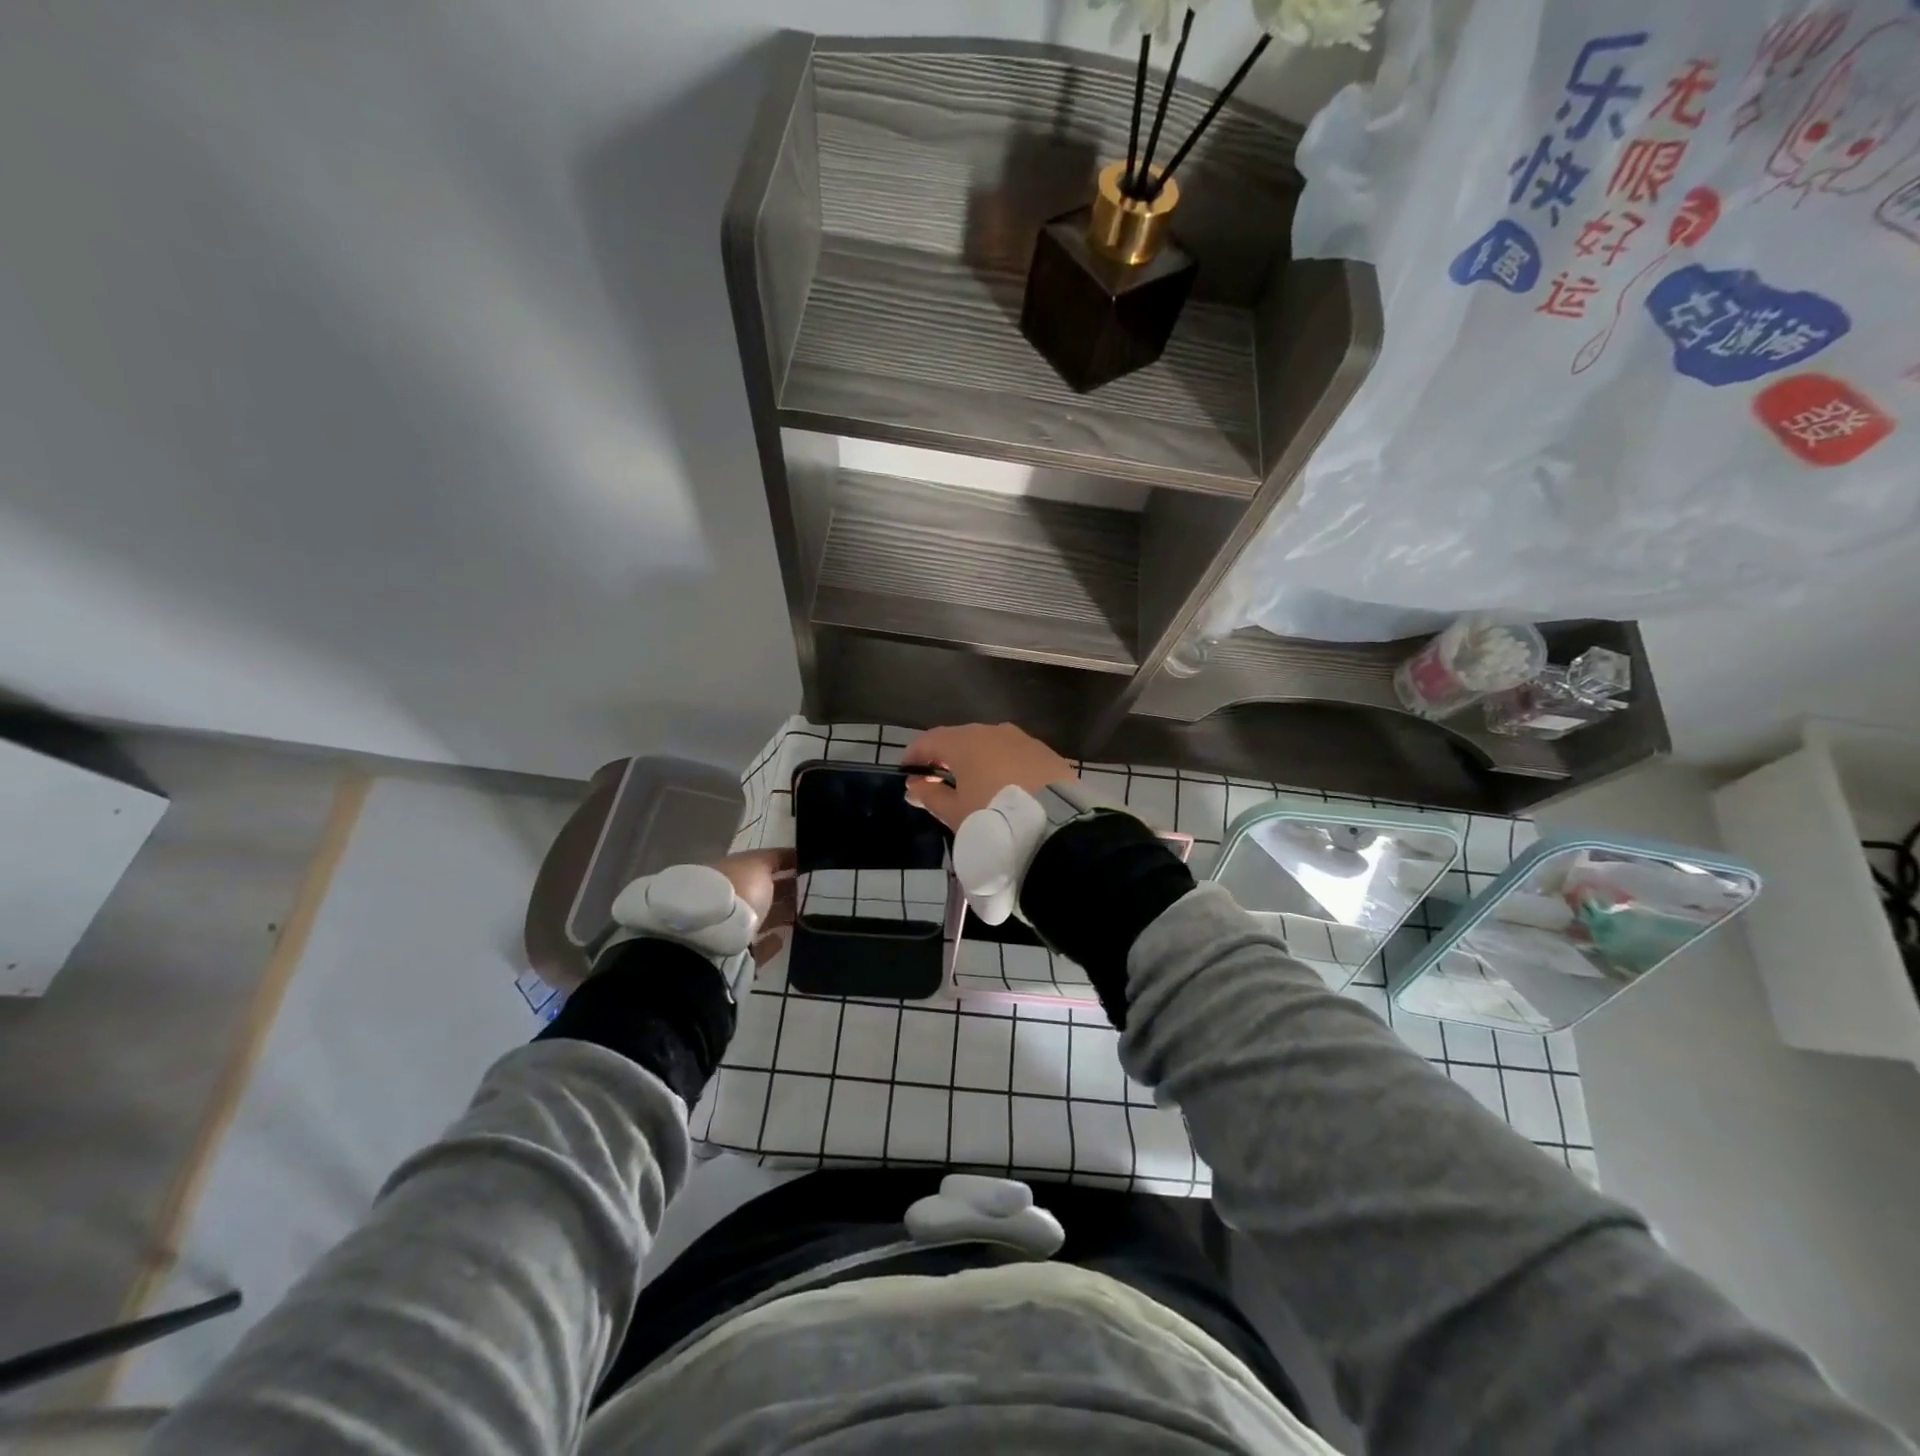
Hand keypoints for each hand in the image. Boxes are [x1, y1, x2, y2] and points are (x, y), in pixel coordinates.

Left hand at [712, 848, 796, 965]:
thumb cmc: (738, 890)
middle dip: (784, 889)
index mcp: (729, 871)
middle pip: (761, 891)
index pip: (759, 864)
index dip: (783, 862)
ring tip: (806, 912)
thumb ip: (775, 859)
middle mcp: (728, 897)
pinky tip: (785, 937)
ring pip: (760, 917)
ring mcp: (730, 926)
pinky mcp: (737, 954)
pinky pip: (757, 945)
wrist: (715, 936)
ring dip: (780, 914)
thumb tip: (791, 854)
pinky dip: (770, 941)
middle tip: (813, 890)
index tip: (807, 865)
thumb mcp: (758, 865)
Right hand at [901, 723, 1078, 832]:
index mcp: (965, 742)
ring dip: (977, 760)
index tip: (906, 772)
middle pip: (961, 739)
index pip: (931, 740)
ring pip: (991, 745)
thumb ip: (931, 797)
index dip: (915, 755)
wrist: (1056, 827)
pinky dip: (1003, 766)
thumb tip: (915, 787)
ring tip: (972, 785)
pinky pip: (1015, 755)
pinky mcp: (1046, 753)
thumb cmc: (993, 818)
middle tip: (937, 780)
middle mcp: (993, 732)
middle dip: (946, 757)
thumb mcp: (955, 814)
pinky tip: (1003, 786)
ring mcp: (1023, 740)